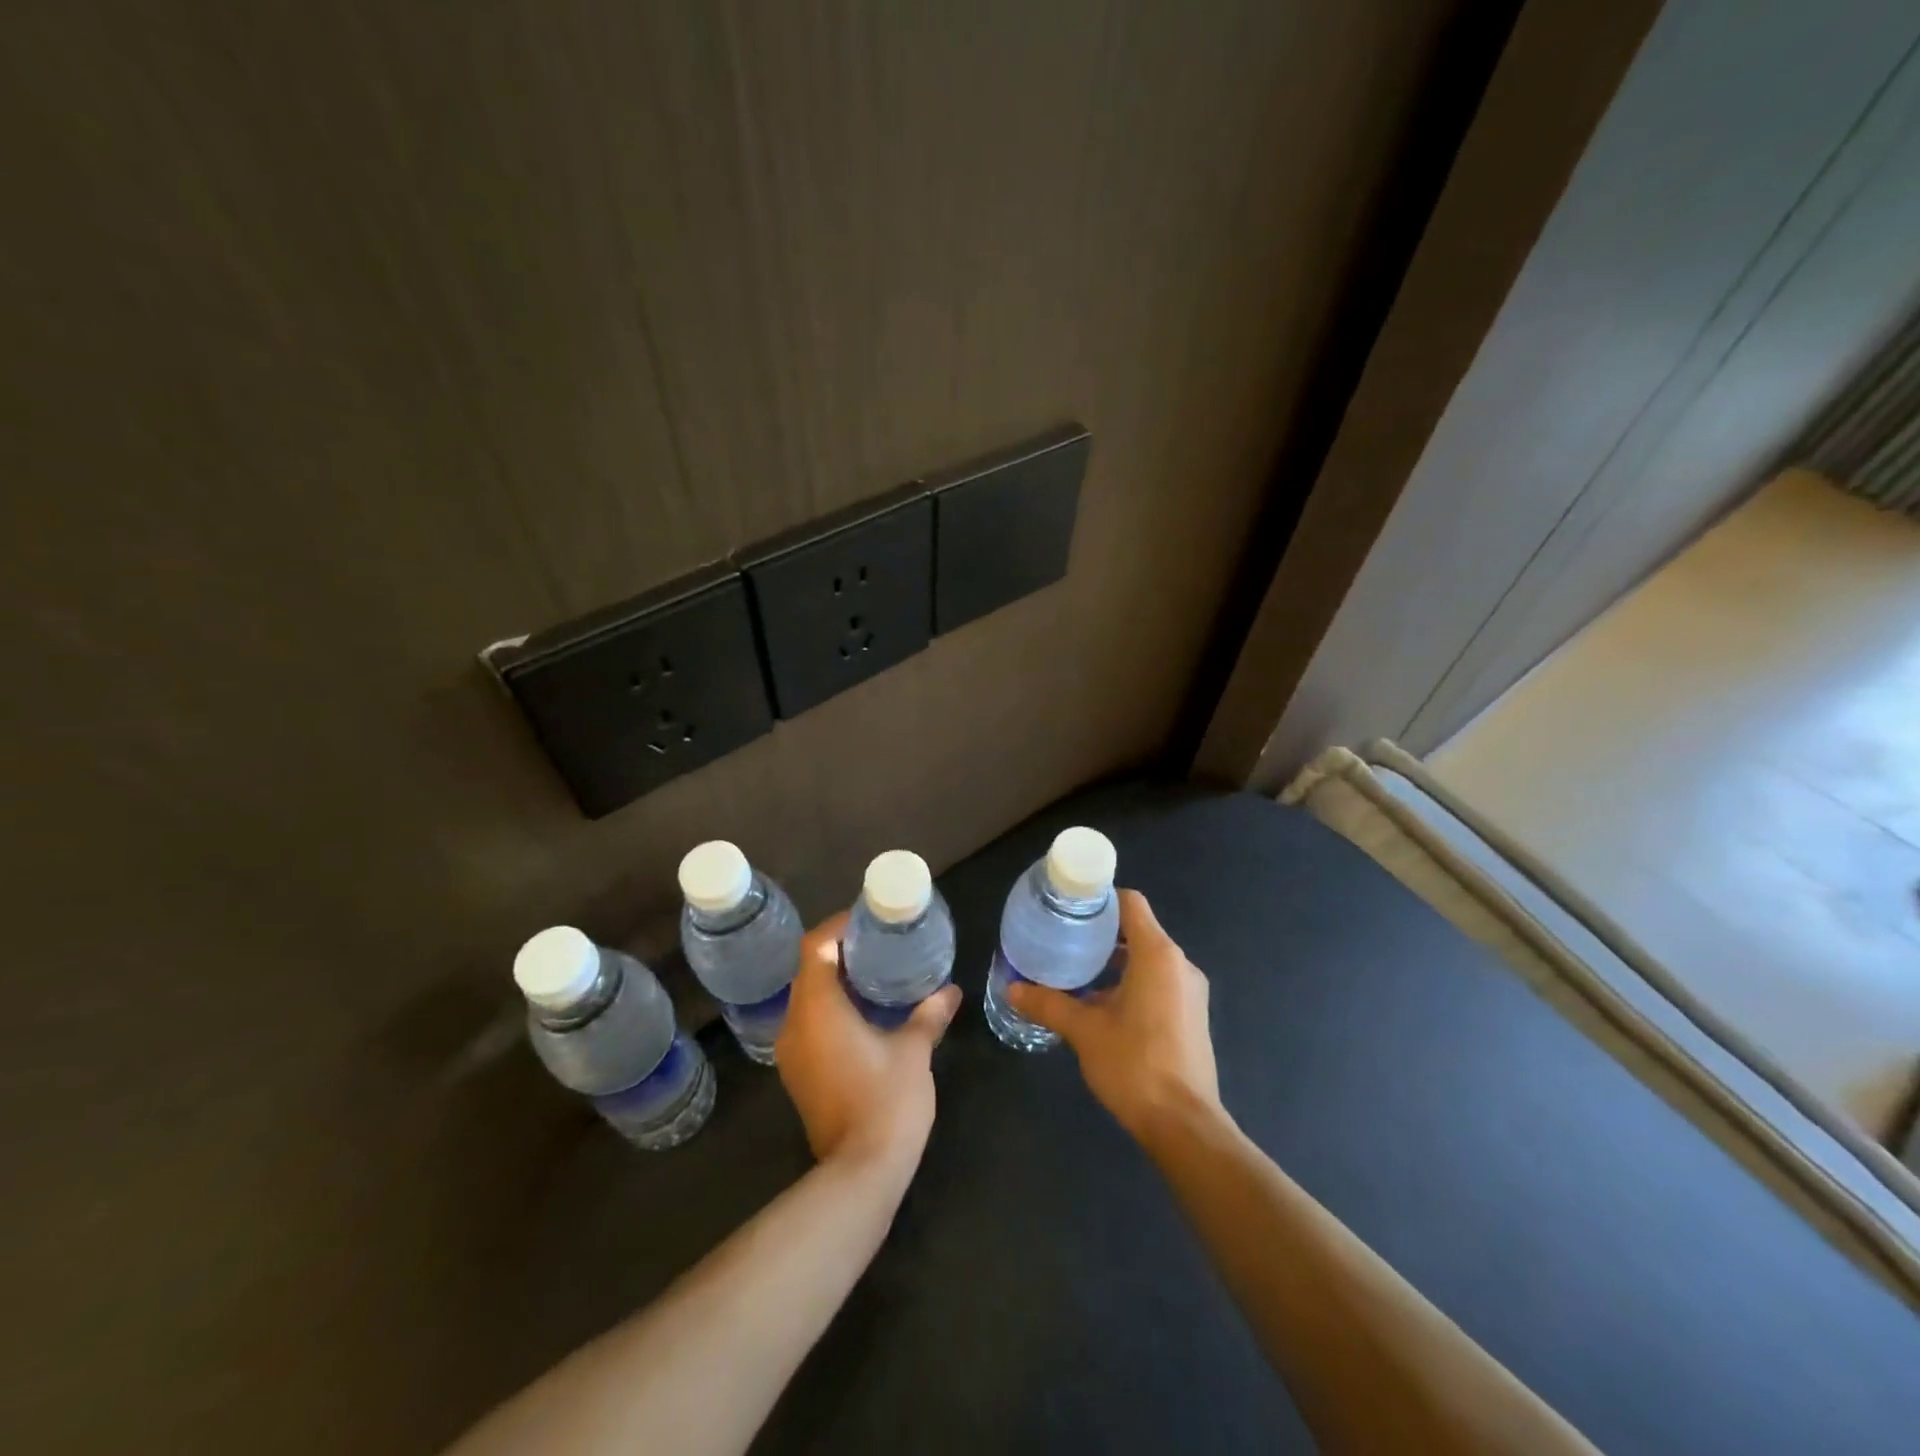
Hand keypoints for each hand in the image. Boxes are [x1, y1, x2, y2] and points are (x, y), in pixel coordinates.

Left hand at [775, 912, 961, 1169]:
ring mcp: (792, 1052)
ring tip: (873, 973)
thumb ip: (929, 1014)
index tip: (867, 921)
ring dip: (833, 981)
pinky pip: (808, 1023)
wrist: (860, 1172)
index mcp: (818, 1009)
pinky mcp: (798, 1074)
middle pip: (808, 970)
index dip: (838, 927)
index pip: (814, 947)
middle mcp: (795, 1024)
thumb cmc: (887, 1100)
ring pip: (806, 998)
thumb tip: (950, 991)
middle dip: (839, 951)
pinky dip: (830, 1008)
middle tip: (877, 944)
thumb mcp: (913, 1051)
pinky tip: (862, 1013)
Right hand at [1008, 889, 1220, 1147]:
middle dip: (1101, 932)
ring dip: (1115, 960)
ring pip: (1148, 958)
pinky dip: (1131, 981)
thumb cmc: (1134, 1065)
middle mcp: (1179, 964)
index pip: (1131, 903)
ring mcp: (1189, 991)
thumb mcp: (1084, 1031)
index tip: (1070, 906)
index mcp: (1158, 955)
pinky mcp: (1192, 1015)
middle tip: (1064, 938)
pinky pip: (1159, 982)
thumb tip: (1011, 988)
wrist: (1184, 1125)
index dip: (1100, 899)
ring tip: (1076, 970)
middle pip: (1138, 930)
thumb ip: (1048, 1004)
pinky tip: (1101, 1004)